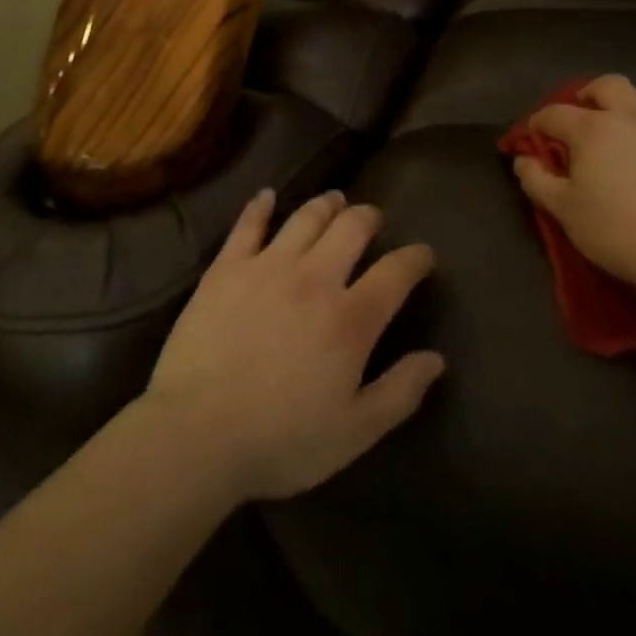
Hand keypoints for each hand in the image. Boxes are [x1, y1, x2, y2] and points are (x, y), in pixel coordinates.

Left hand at [142, 189, 444, 502]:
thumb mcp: (354, 433)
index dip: (415, 258)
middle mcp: (313, 278)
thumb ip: (399, 392)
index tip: (424, 254)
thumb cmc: (281, 440)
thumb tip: (436, 359)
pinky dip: (260, 206)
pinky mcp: (227, 267)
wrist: (198, 432)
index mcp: (349, 319)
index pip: (395, 273)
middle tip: (373, 218)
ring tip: (335, 200)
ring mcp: (267, 266)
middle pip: (350, 228)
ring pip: (305, 217)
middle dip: (369, 217)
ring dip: (326, 204)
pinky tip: (266, 196)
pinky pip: (248, 225)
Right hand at [513, 75, 635, 293]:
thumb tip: (523, 158)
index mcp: (594, 129)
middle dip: (592, 95)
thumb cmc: (622, 233)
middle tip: (587, 116)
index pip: (556, 113)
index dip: (540, 122)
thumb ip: (538, 181)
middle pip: (609, 86)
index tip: (536, 136)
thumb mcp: (565, 212)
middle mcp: (635, 117)